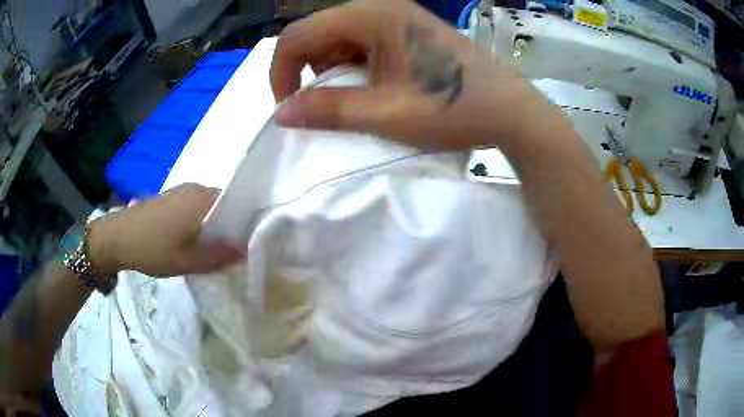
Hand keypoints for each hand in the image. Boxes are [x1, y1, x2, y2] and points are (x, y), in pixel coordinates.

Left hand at [87, 183, 243, 276]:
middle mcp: (197, 188)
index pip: (240, 206)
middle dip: (230, 228)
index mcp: (205, 199)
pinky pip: (195, 207)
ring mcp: (182, 190)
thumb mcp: (189, 261)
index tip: (248, 246)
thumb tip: (247, 252)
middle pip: (225, 206)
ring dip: (213, 226)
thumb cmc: (154, 248)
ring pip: (209, 208)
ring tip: (210, 249)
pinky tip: (191, 240)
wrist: (117, 236)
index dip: (247, 226)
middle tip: (229, 253)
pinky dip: (200, 222)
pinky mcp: (171, 196)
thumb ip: (220, 257)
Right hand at [271, 0, 529, 149]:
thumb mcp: (387, 114)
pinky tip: (367, 87)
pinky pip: (360, 43)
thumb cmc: (453, 108)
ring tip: (347, 99)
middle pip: (316, 32)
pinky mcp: (405, 30)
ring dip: (328, 70)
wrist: (508, 109)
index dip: (281, 71)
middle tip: (317, 106)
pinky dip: (351, 66)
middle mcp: (379, 7)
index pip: (299, 34)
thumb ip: (329, 110)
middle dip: (305, 70)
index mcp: (371, 15)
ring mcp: (395, 17)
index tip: (288, 107)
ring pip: (336, 38)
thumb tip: (280, 114)